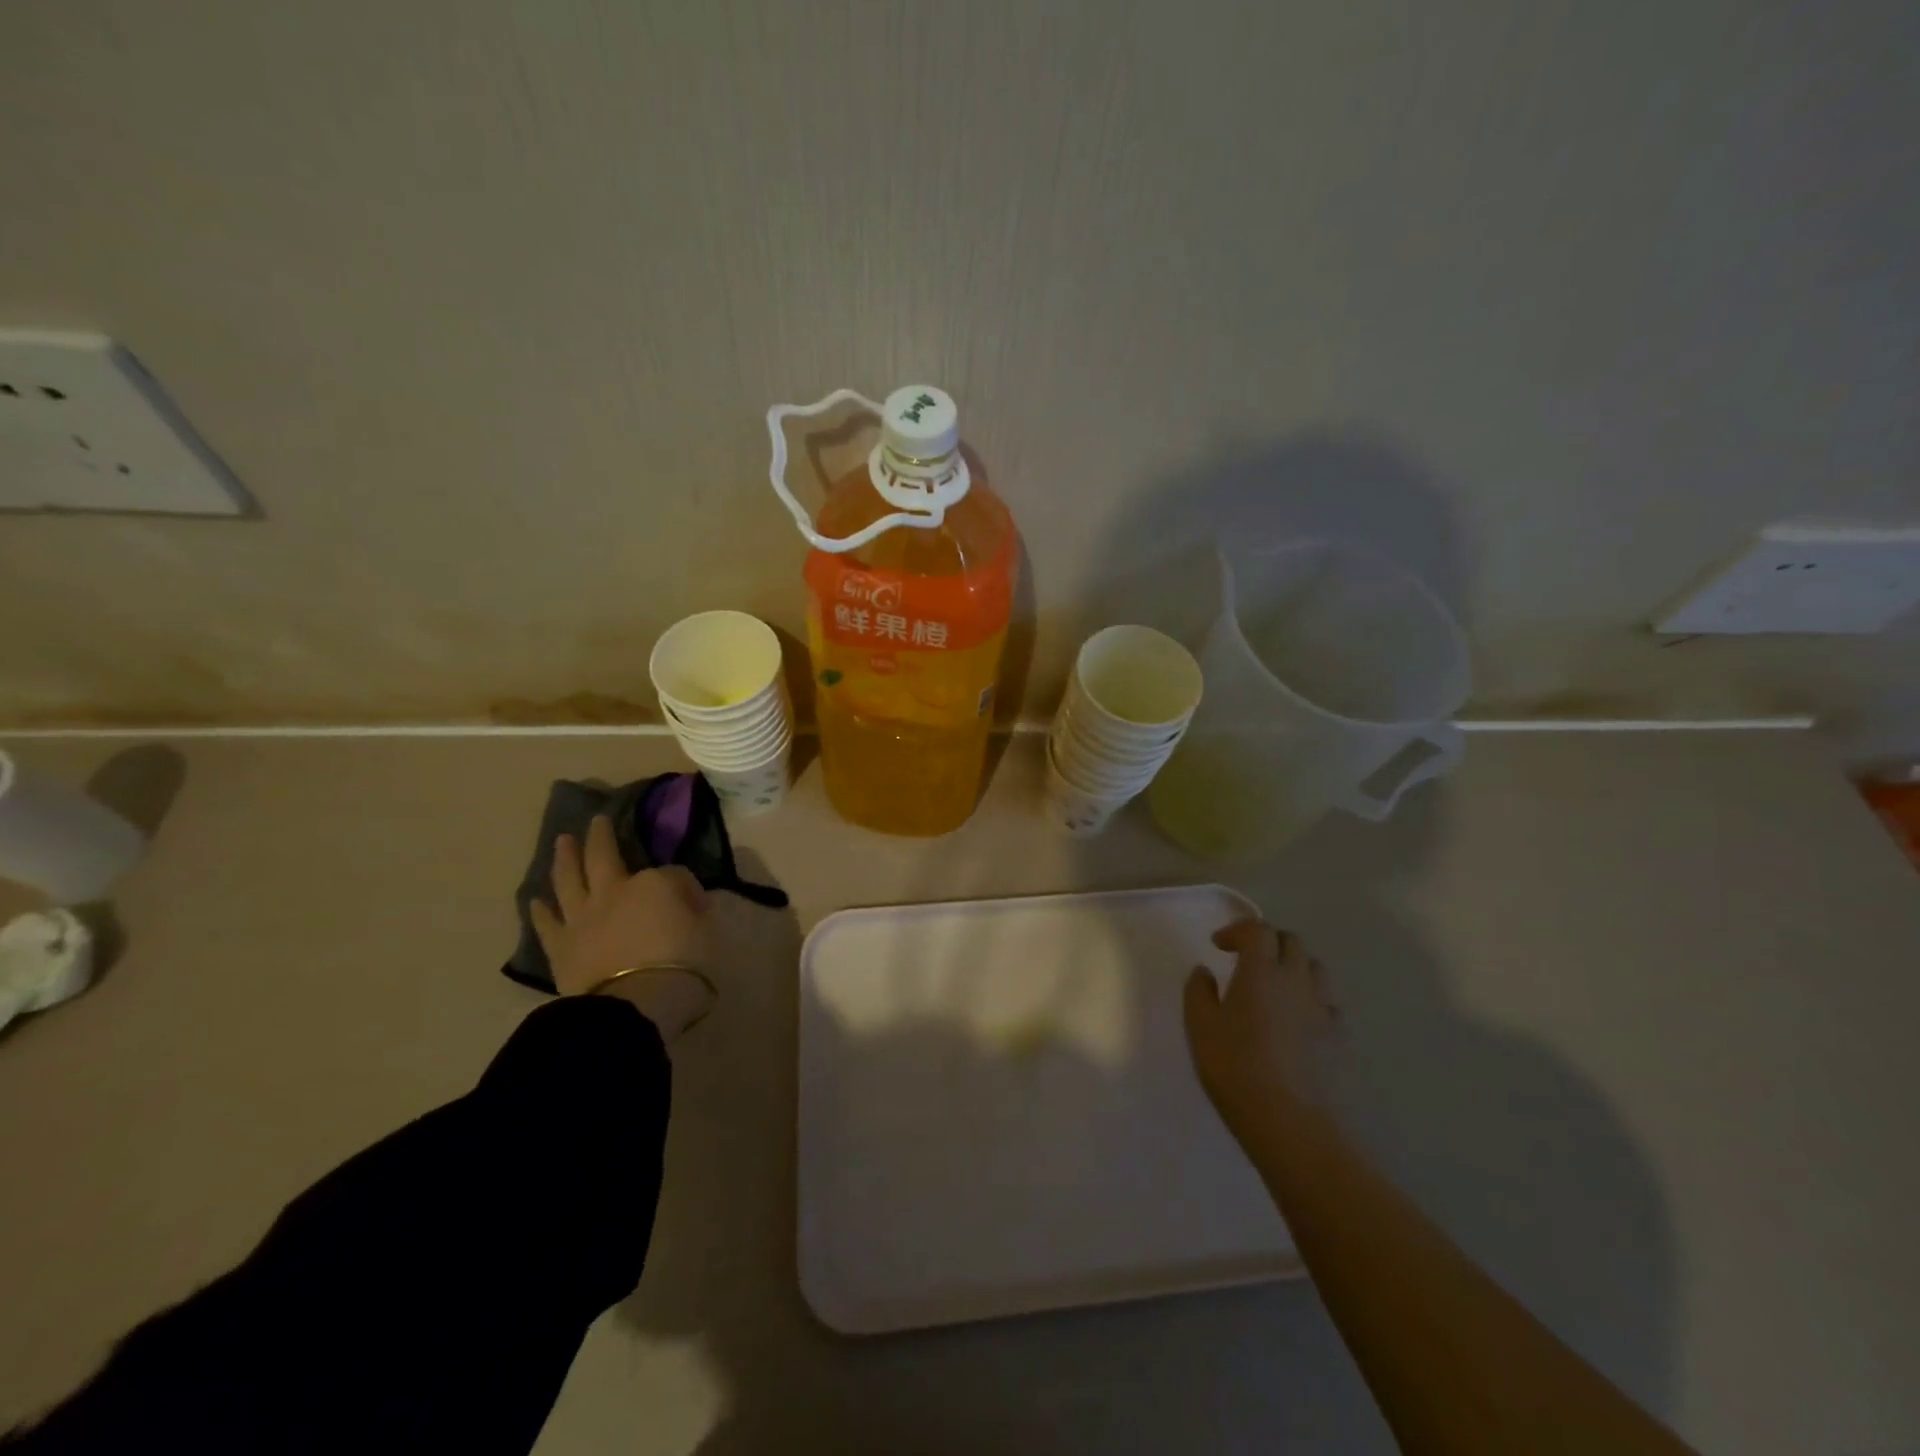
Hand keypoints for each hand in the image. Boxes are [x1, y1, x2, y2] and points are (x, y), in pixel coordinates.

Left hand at [531, 816, 712, 1037]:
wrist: (636, 1004)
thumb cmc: (683, 964)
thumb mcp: (708, 930)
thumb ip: (696, 911)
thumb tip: (688, 903)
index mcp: (655, 883)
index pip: (672, 874)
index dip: (685, 887)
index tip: (696, 905)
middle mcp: (614, 890)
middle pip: (604, 856)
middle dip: (601, 836)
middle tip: (597, 821)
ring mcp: (583, 917)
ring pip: (568, 879)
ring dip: (565, 858)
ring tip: (563, 842)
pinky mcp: (562, 947)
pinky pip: (548, 924)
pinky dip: (541, 911)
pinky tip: (535, 900)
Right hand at [1184, 919, 1336, 1142]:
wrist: (1290, 1122)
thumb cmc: (1236, 1068)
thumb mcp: (1200, 1027)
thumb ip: (1199, 992)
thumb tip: (1204, 972)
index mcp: (1261, 972)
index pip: (1258, 930)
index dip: (1237, 930)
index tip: (1218, 945)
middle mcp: (1296, 980)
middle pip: (1291, 941)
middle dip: (1267, 941)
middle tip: (1246, 959)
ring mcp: (1322, 1008)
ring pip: (1315, 967)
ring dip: (1293, 965)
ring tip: (1274, 985)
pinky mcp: (1338, 1036)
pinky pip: (1327, 1001)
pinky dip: (1310, 997)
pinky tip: (1296, 1019)